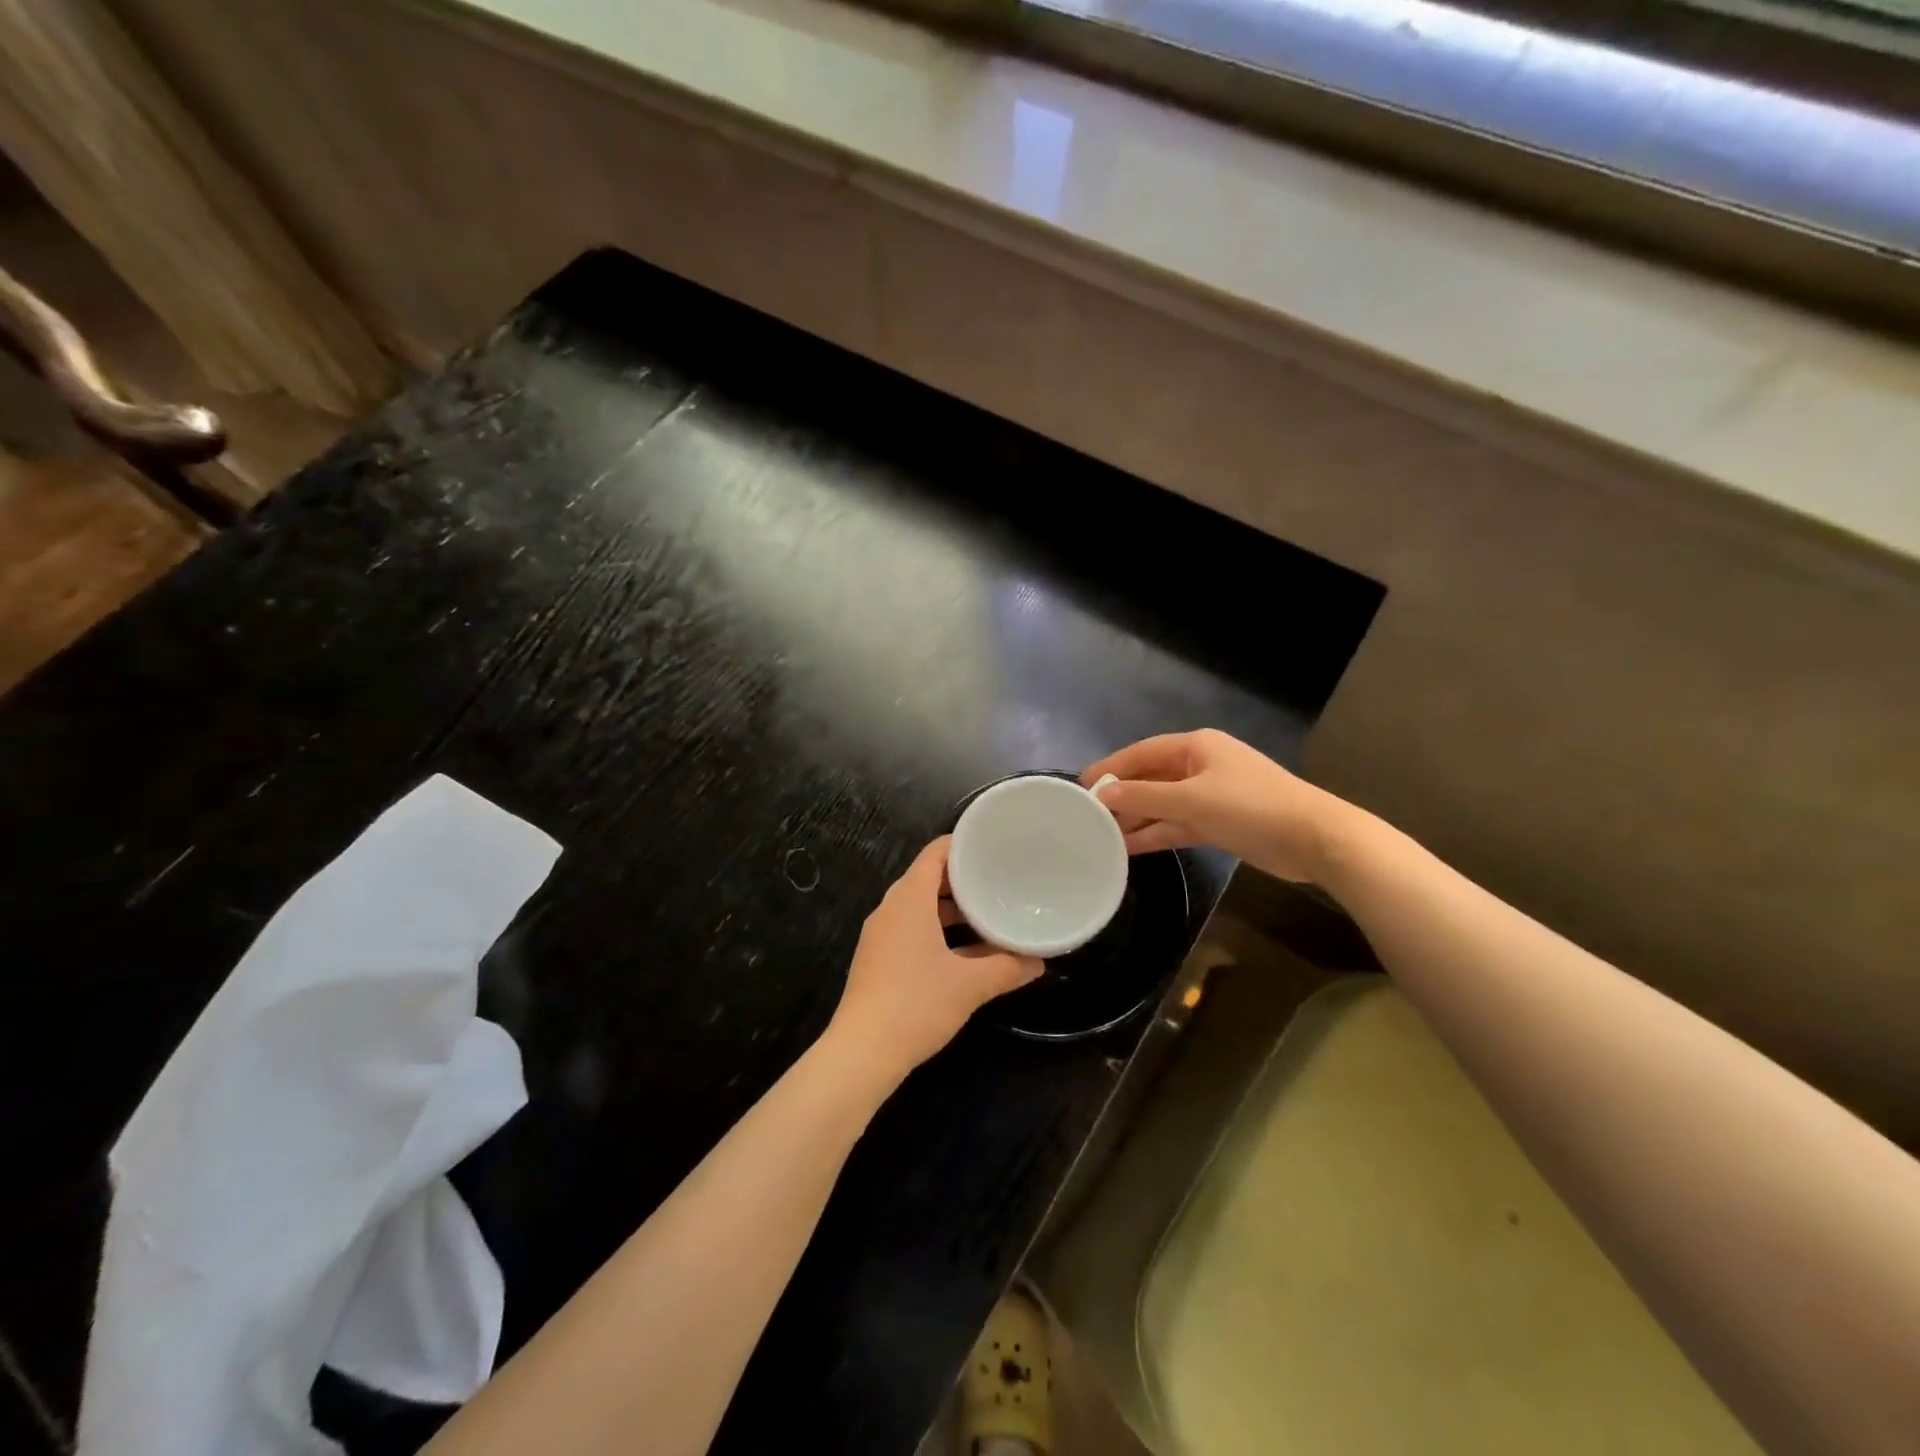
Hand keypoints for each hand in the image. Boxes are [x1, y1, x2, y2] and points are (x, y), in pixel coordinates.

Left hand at [825, 837, 1042, 1085]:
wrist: (862, 1053)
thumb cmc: (916, 1005)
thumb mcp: (970, 985)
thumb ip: (1007, 968)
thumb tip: (1039, 962)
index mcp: (909, 899)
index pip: (935, 853)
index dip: (964, 845)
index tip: (995, 847)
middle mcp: (891, 909)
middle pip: (928, 877)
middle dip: (963, 879)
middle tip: (1000, 880)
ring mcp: (881, 935)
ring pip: (920, 906)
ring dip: (952, 908)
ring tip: (989, 913)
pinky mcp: (879, 958)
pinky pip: (912, 928)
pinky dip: (938, 929)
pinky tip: (965, 950)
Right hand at [1082, 729, 1356, 882]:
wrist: (1314, 839)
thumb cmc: (1250, 807)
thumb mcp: (1191, 800)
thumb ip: (1144, 797)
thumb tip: (1103, 796)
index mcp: (1196, 746)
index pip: (1141, 752)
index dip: (1110, 768)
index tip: (1080, 786)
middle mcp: (1201, 766)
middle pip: (1150, 777)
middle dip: (1121, 796)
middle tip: (1087, 815)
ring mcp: (1211, 795)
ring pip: (1163, 804)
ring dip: (1137, 818)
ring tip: (1101, 836)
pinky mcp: (1219, 822)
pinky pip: (1178, 823)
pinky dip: (1157, 833)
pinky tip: (1130, 848)